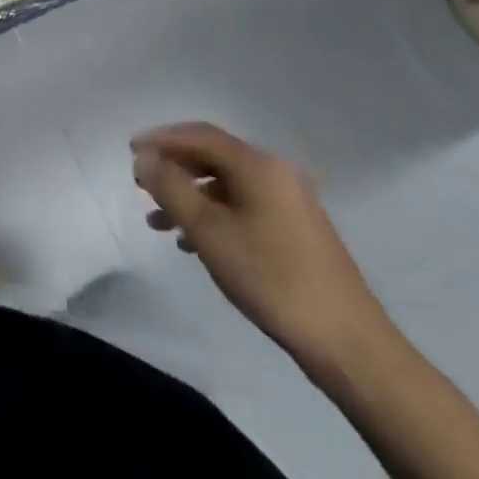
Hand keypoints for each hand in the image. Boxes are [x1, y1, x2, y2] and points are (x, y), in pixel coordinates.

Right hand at [132, 122, 389, 369]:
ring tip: (158, 223)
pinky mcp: (296, 230)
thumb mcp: (209, 231)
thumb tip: (144, 157)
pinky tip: (194, 243)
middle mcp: (276, 173)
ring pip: (226, 185)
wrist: (348, 343)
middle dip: (173, 168)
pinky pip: (243, 206)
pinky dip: (213, 214)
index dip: (161, 139)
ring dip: (189, 196)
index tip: (130, 150)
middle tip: (141, 184)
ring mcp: (290, 202)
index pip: (200, 135)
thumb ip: (171, 188)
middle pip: (213, 156)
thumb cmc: (271, 278)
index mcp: (258, 165)